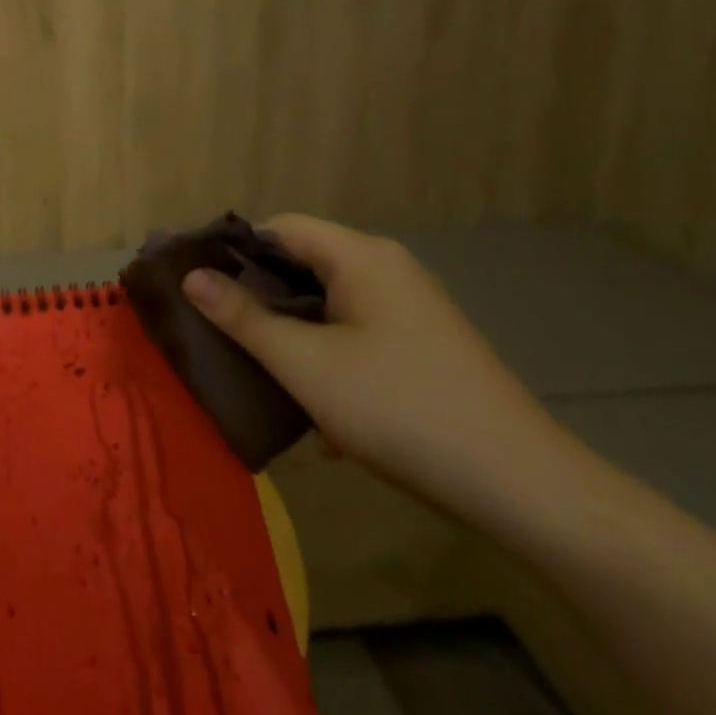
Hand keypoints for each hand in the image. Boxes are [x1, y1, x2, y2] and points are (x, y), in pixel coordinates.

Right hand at [183, 215, 573, 525]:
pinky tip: (326, 417)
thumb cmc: (400, 408)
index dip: (234, 251)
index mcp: (360, 256)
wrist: (523, 486)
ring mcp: (412, 306)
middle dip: (262, 301)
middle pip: (303, 264)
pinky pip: (358, 333)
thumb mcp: (305, 365)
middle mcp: (388, 268)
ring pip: (329, 304)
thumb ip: (243, 317)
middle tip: (225, 336)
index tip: (200, 288)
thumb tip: (192, 276)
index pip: (279, 227)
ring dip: (295, 338)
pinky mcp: (425, 343)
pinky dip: (331, 359)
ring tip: (269, 381)